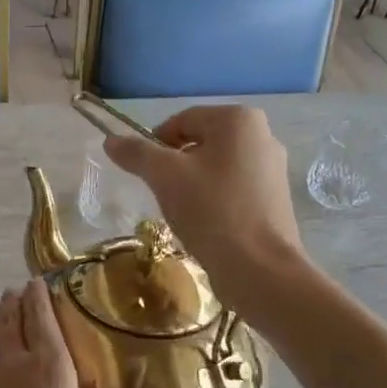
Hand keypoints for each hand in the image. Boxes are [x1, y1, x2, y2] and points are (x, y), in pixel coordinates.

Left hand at [0, 279, 188, 387]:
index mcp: (46, 367)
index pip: (40, 315)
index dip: (41, 293)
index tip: (46, 276)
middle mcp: (14, 363)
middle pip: (10, 315)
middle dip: (19, 298)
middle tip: (34, 289)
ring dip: (3, 314)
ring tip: (14, 306)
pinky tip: (6, 352)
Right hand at [102, 106, 306, 306]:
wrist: (259, 268)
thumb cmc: (212, 211)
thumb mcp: (164, 177)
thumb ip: (136, 153)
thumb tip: (110, 141)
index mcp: (238, 119)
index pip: (180, 121)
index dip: (155, 145)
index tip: (146, 175)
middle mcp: (263, 135)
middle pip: (199, 143)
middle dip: (175, 167)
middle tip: (163, 195)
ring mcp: (273, 168)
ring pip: (215, 167)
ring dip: (193, 185)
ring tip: (184, 213)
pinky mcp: (275, 198)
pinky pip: (233, 188)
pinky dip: (214, 200)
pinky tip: (207, 224)